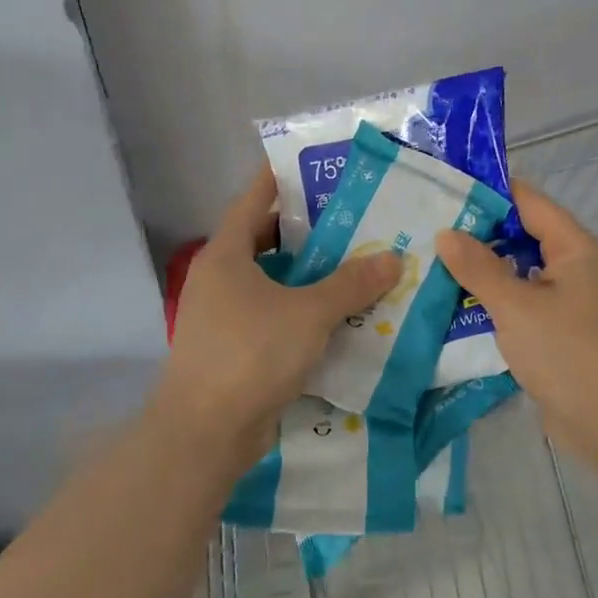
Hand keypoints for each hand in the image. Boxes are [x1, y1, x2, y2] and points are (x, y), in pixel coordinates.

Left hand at [155, 167, 401, 455]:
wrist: (205, 432)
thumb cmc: (252, 353)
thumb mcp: (309, 313)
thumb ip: (351, 284)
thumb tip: (392, 258)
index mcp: (225, 255)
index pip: (252, 201)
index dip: (278, 179)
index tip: (311, 165)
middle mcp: (218, 279)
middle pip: (262, 241)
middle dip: (303, 230)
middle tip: (348, 218)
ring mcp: (221, 316)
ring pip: (268, 281)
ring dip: (304, 274)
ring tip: (351, 264)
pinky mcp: (231, 348)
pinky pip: (270, 315)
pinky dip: (298, 309)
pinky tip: (334, 315)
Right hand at [436, 181, 597, 471]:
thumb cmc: (570, 354)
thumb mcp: (517, 307)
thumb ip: (479, 268)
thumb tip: (446, 233)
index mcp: (574, 248)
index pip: (528, 201)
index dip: (488, 191)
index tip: (444, 187)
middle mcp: (574, 268)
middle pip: (521, 237)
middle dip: (477, 234)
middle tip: (425, 229)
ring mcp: (568, 303)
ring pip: (518, 275)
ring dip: (482, 272)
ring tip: (430, 264)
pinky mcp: (559, 335)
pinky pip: (521, 307)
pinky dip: (493, 304)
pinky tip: (455, 307)